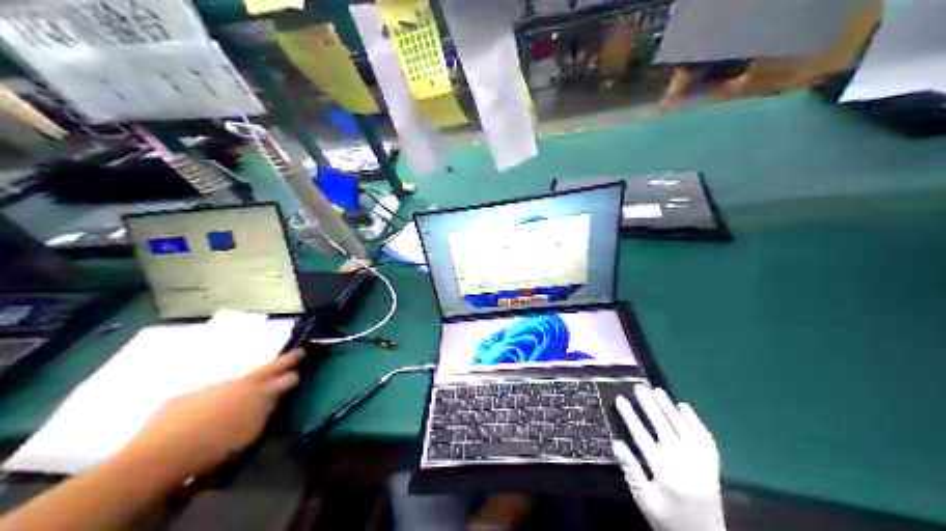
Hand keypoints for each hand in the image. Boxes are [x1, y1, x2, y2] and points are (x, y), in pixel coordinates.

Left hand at [117, 349, 301, 481]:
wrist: (162, 453)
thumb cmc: (216, 445)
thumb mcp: (251, 430)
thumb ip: (265, 408)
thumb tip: (276, 391)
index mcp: (252, 392)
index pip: (278, 376)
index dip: (290, 367)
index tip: (301, 355)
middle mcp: (232, 384)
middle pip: (259, 372)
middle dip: (278, 364)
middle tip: (293, 353)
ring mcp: (206, 390)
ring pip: (231, 386)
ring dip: (241, 388)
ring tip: (243, 399)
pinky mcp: (181, 400)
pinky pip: (205, 398)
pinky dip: (212, 403)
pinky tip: (207, 417)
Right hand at [614, 385, 724, 529]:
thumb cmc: (668, 519)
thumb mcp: (644, 500)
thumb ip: (632, 470)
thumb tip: (617, 444)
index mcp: (663, 470)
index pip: (642, 436)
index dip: (630, 416)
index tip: (620, 400)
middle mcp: (683, 460)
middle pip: (662, 426)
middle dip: (649, 405)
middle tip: (639, 388)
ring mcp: (700, 460)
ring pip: (682, 426)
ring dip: (669, 407)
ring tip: (657, 391)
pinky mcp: (712, 463)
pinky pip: (704, 436)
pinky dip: (694, 420)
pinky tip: (684, 407)